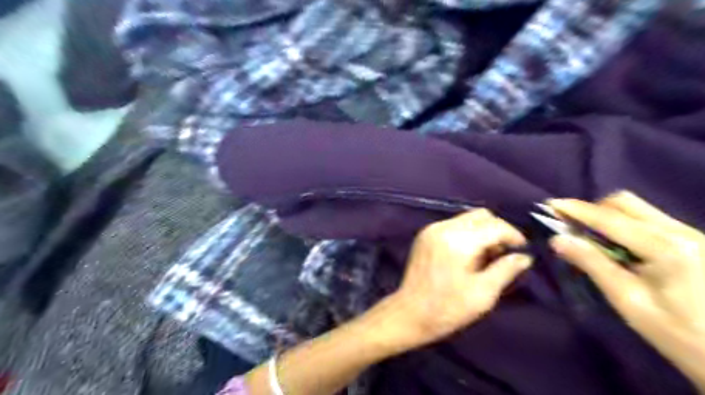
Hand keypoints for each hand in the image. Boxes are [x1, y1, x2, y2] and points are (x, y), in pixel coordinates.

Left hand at [383, 208, 530, 348]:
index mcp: (459, 241)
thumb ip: (506, 270)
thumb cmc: (448, 308)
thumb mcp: (483, 294)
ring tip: (486, 256)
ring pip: (467, 218)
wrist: (410, 313)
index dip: (514, 236)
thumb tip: (525, 257)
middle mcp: (444, 228)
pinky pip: (453, 224)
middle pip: (480, 215)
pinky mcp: (424, 234)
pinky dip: (466, 233)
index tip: (523, 251)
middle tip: (504, 253)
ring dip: (482, 231)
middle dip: (498, 230)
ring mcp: (431, 229)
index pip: (495, 226)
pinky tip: (468, 254)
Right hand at [550, 191, 704, 339]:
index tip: (550, 204)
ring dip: (607, 216)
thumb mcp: (628, 300)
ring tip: (589, 235)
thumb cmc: (678, 334)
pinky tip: (616, 244)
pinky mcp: (695, 242)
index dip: (576, 210)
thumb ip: (592, 263)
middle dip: (592, 209)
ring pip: (639, 209)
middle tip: (570, 225)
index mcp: (667, 248)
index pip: (610, 219)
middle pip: (626, 203)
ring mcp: (692, 235)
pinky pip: (649, 220)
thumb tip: (558, 239)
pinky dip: (624, 225)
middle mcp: (682, 232)